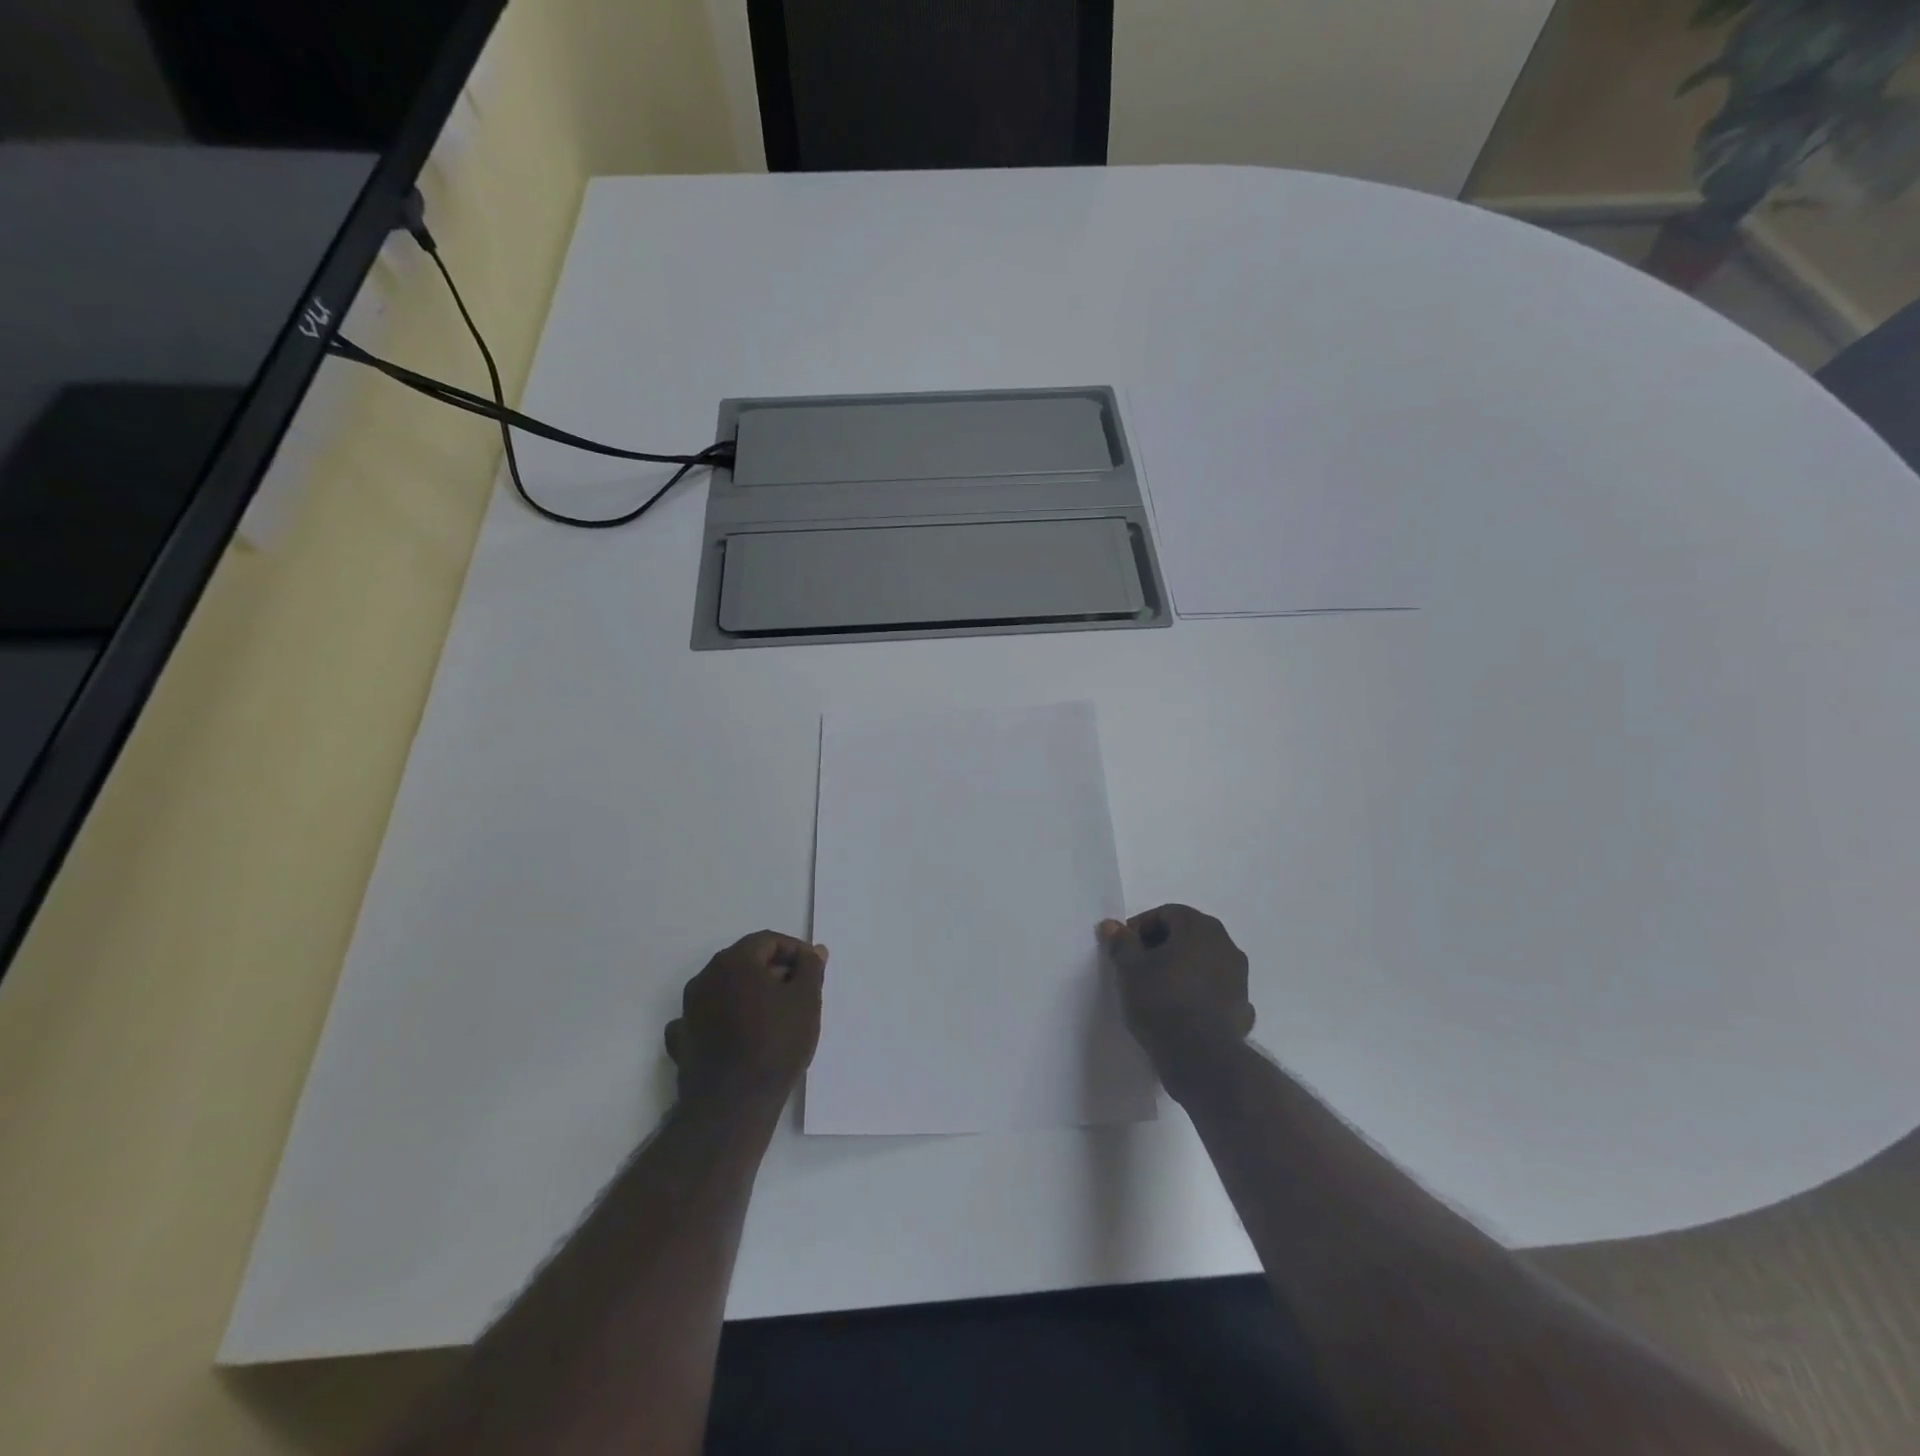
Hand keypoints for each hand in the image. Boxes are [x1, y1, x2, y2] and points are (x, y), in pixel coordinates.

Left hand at [665, 931, 826, 1111]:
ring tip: (775, 1017)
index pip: (768, 940)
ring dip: (750, 995)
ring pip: (725, 989)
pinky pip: (706, 1018)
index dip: (794, 951)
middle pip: (745, 962)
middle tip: (799, 994)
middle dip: (773, 971)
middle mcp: (705, 977)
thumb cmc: (775, 1043)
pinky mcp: (681, 1040)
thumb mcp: (806, 1000)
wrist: (732, 1105)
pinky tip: (738, 1034)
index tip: (812, 970)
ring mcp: (688, 1009)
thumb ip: (810, 968)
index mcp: (734, 961)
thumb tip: (813, 951)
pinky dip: (724, 1019)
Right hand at [1099, 905, 1254, 1097]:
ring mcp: (1239, 976)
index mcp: (1199, 927)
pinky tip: (1182, 1011)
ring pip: (1204, 962)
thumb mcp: (1129, 969)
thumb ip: (1121, 942)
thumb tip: (1112, 925)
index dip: (1140, 929)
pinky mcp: (1243, 1006)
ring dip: (1182, 969)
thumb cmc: (1161, 1001)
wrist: (1201, 1057)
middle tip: (1138, 968)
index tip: (1124, 950)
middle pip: (1187, 934)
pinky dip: (1199, 993)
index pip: (1165, 914)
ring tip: (1158, 991)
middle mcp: (1225, 944)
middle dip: (1161, 947)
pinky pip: (1215, 990)